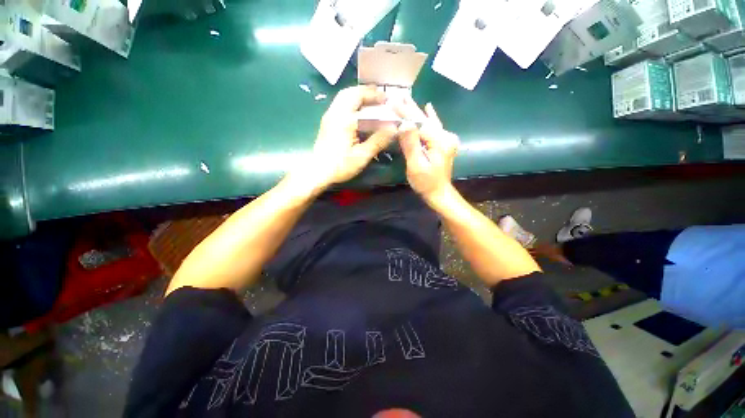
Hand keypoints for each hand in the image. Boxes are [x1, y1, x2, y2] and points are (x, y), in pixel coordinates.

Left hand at [289, 86, 396, 193]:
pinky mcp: (327, 122)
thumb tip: (394, 129)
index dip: (377, 98)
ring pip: (344, 97)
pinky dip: (352, 102)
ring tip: (372, 102)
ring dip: (358, 95)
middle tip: (380, 97)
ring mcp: (329, 116)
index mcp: (344, 120)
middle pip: (351, 93)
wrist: (317, 172)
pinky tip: (359, 112)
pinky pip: (340, 104)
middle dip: (367, 92)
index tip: (389, 100)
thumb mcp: (362, 156)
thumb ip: (378, 141)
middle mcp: (335, 113)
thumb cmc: (340, 165)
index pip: (363, 102)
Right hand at [396, 99, 458, 204]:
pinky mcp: (443, 144)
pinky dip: (430, 117)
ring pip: (429, 121)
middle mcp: (445, 136)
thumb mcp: (416, 165)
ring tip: (407, 99)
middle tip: (398, 96)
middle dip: (410, 108)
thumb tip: (404, 123)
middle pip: (424, 119)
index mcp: (439, 141)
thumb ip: (411, 144)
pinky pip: (435, 127)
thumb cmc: (426, 182)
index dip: (404, 113)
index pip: (418, 123)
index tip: (392, 102)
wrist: (439, 193)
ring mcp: (446, 139)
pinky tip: (429, 107)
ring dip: (417, 111)